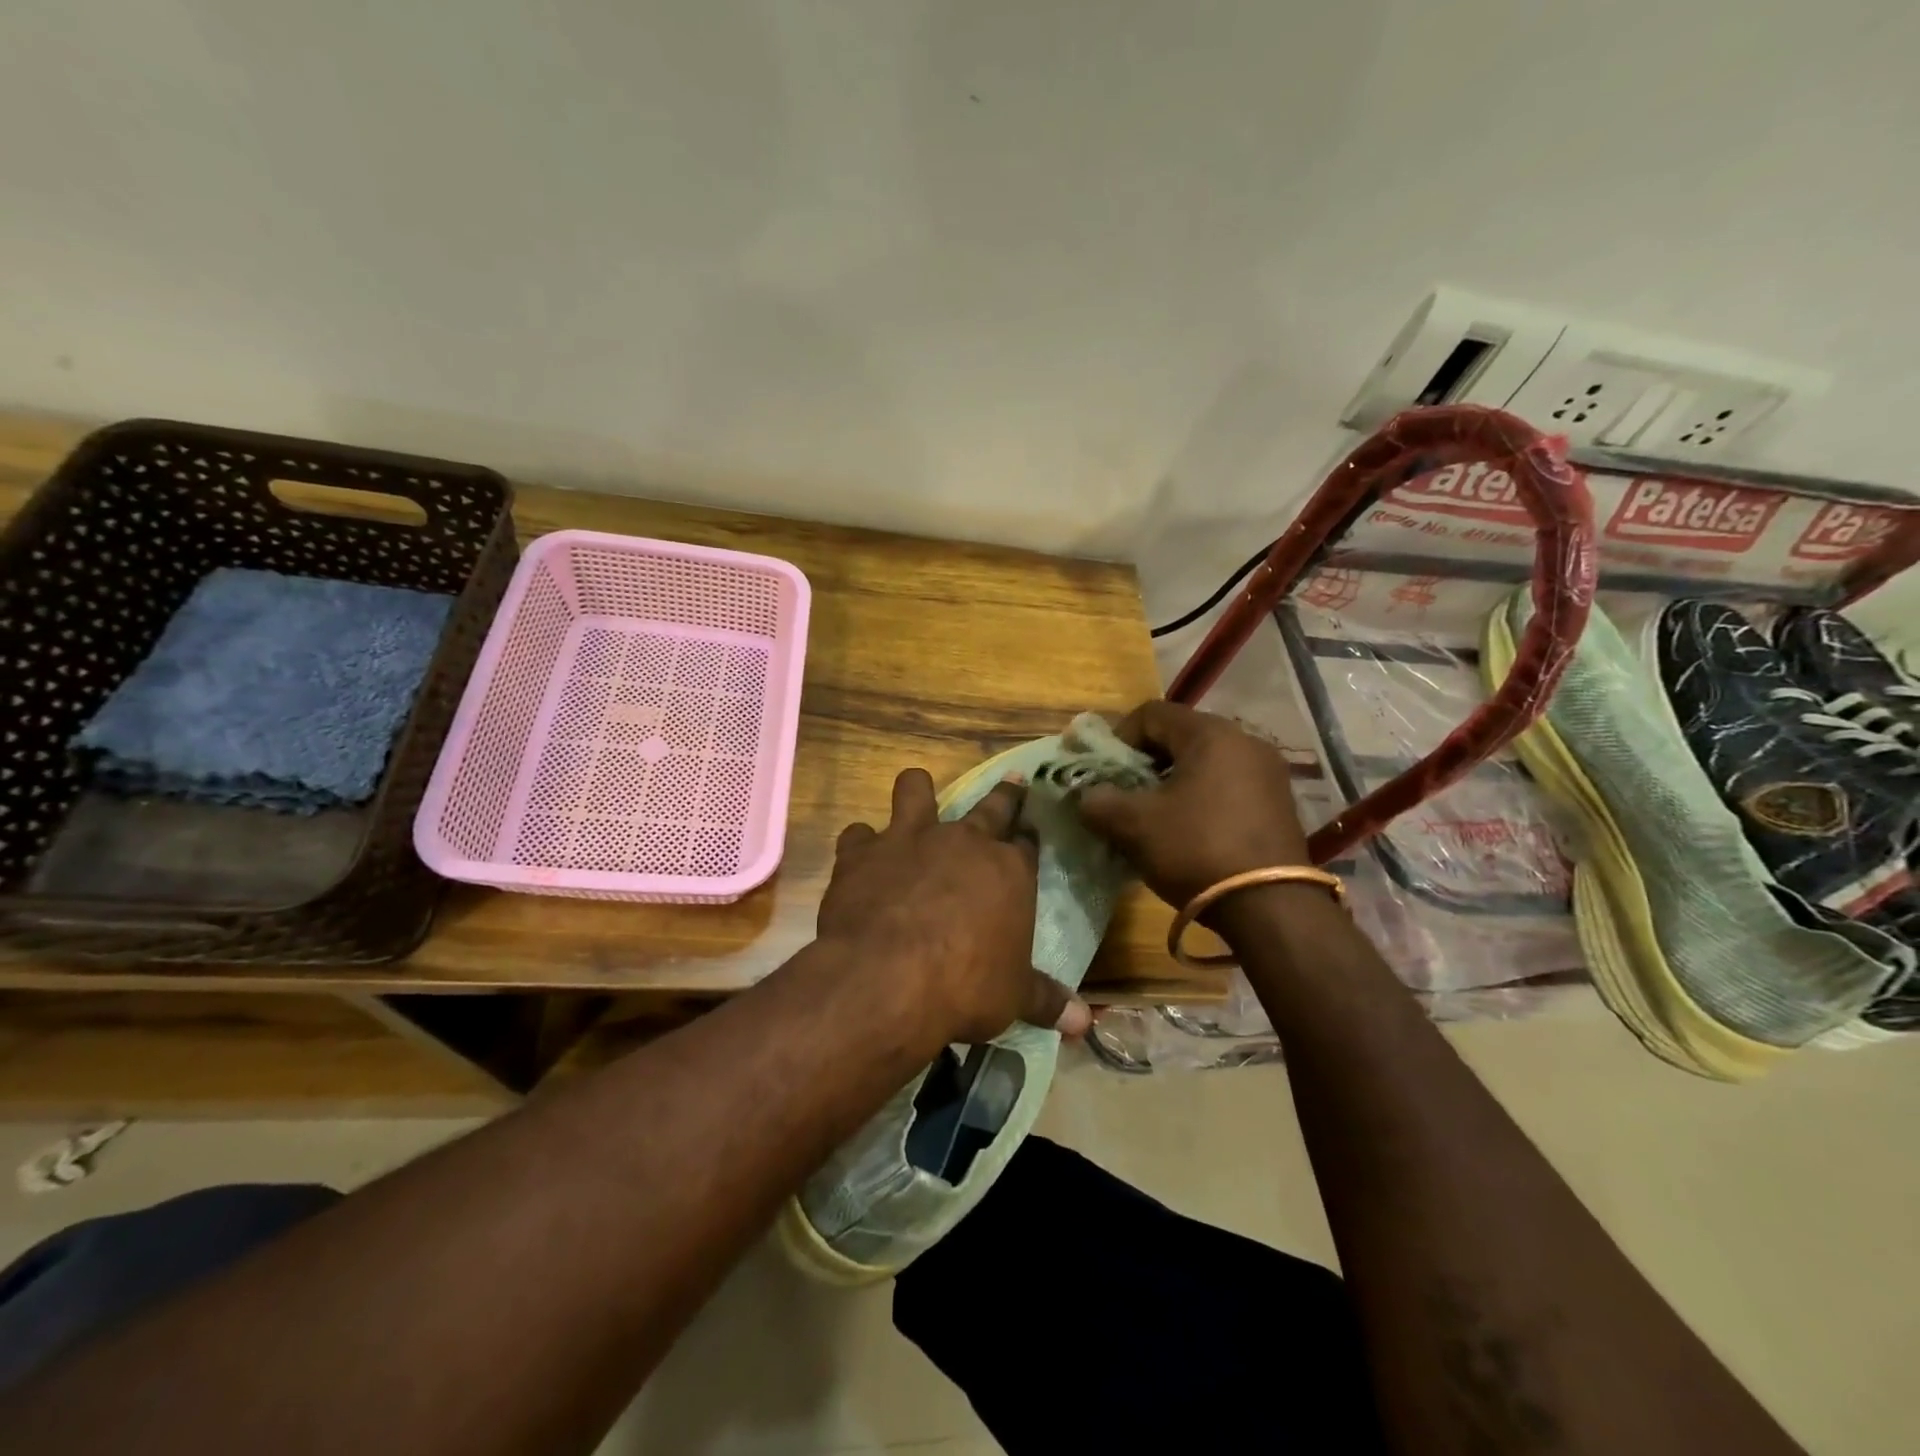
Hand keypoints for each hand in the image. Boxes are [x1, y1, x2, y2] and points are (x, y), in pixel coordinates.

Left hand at [818, 768, 1091, 1047]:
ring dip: (917, 791)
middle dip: (1005, 795)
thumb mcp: (1013, 998)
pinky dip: (861, 845)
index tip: (1029, 831)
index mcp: (1008, 870)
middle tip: (1012, 783)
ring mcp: (910, 839)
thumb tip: (1085, 1024)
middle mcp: (963, 842)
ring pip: (915, 789)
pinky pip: (858, 833)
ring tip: (917, 795)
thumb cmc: (966, 986)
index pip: (1026, 842)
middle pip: (991, 806)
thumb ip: (1046, 1001)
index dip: (1028, 835)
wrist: (889, 978)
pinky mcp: (863, 852)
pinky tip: (860, 859)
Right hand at [1077, 701, 1310, 912]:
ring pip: (1204, 763)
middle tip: (1125, 796)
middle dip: (1144, 763)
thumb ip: (1099, 802)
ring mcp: (1268, 773)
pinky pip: (1227, 786)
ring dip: (1171, 783)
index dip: (1118, 739)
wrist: (1272, 908)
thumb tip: (1088, 797)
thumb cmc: (1197, 850)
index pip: (1151, 713)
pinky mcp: (1279, 804)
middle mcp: (1245, 741)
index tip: (1105, 774)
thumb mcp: (1135, 825)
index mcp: (1211, 733)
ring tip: (1153, 818)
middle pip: (1179, 736)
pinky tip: (1188, 833)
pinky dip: (1200, 799)